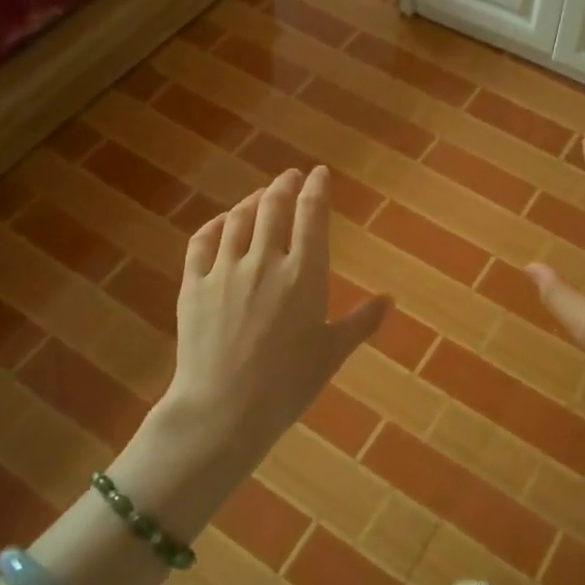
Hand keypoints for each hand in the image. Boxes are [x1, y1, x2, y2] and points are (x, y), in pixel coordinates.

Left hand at [163, 167, 386, 464]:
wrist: (224, 410)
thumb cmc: (287, 385)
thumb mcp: (332, 353)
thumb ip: (361, 322)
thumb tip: (389, 299)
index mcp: (304, 274)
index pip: (311, 215)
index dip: (316, 189)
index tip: (319, 174)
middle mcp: (265, 261)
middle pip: (273, 207)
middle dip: (284, 186)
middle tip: (290, 176)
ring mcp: (225, 271)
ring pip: (238, 220)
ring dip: (252, 201)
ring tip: (260, 195)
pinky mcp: (194, 285)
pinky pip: (202, 242)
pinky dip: (215, 225)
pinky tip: (221, 222)